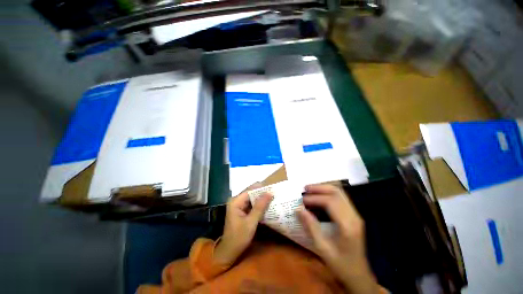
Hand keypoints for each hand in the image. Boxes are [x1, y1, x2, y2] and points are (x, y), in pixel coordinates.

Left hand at [214, 184, 272, 265]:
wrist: (229, 252)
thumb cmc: (239, 237)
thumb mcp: (251, 222)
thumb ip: (260, 206)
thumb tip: (269, 193)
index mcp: (235, 201)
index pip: (250, 190)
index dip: (261, 188)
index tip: (272, 188)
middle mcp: (236, 201)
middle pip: (250, 193)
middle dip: (261, 193)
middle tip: (274, 193)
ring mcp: (238, 206)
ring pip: (251, 199)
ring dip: (261, 199)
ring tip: (272, 197)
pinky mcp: (241, 211)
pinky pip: (251, 204)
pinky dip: (258, 205)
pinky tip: (266, 205)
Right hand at [298, 184, 379, 293]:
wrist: (360, 276)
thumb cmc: (341, 265)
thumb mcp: (322, 249)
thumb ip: (311, 227)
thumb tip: (299, 209)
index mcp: (347, 226)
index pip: (330, 202)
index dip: (314, 198)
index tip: (302, 200)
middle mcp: (354, 216)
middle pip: (337, 193)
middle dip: (319, 188)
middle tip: (305, 188)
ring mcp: (356, 215)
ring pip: (340, 193)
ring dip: (324, 188)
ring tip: (310, 189)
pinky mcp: (354, 216)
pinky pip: (342, 198)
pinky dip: (329, 193)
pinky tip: (320, 195)